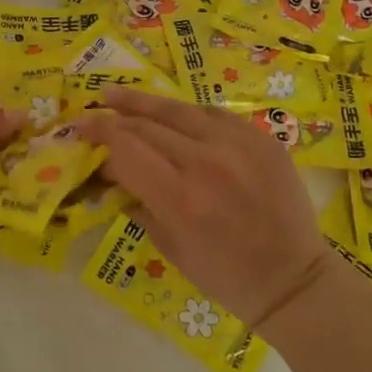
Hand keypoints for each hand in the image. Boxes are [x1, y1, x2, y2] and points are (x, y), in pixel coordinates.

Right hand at [74, 88, 327, 326]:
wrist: (292, 278)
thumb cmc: (224, 275)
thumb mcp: (169, 247)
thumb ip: (137, 202)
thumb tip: (110, 172)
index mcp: (180, 198)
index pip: (126, 148)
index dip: (98, 136)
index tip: (78, 132)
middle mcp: (208, 162)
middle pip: (147, 125)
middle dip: (113, 119)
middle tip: (90, 114)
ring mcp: (239, 144)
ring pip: (179, 109)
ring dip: (142, 102)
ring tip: (115, 94)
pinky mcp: (262, 137)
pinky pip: (214, 114)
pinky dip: (187, 114)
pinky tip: (170, 114)